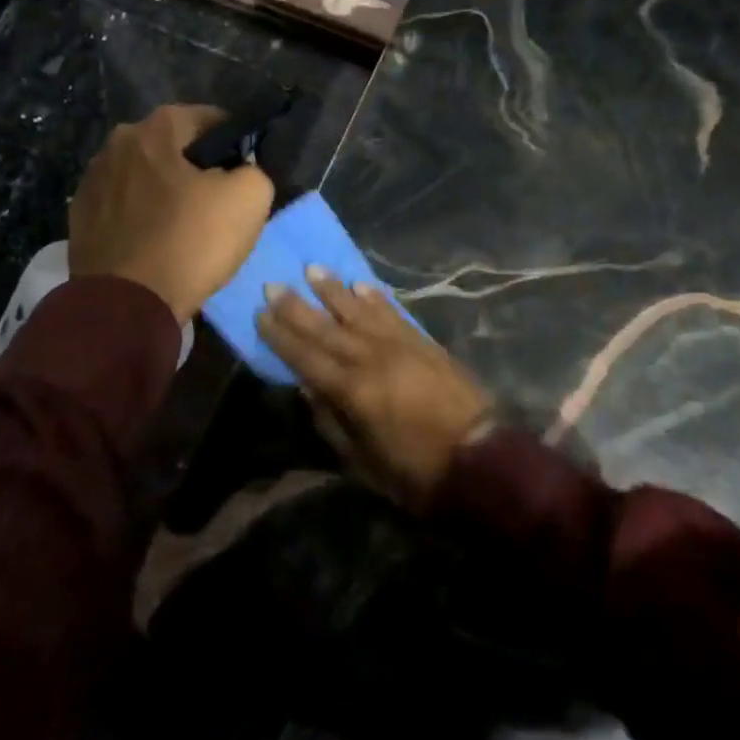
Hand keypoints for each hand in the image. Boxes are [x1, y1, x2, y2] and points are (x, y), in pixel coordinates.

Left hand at [69, 104, 273, 323]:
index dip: (233, 140)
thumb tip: (240, 172)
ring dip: (163, 190)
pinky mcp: (79, 218)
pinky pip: (122, 206)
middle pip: (170, 147)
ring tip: (184, 223)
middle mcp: (116, 144)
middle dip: (194, 165)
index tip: (245, 167)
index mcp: (155, 129)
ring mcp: (91, 181)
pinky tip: (155, 240)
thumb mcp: (250, 199)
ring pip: (143, 176)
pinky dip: (140, 215)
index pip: (207, 118)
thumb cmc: (191, 241)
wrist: (126, 305)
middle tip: (217, 198)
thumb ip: (253, 171)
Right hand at [256, 268, 491, 505]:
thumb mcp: (363, 461)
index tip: (260, 314)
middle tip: (273, 284)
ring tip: (313, 269)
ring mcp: (400, 345)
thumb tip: (306, 388)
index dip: (281, 336)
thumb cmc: (415, 471)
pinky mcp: (423, 342)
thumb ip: (331, 422)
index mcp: (353, 392)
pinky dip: (375, 298)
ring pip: (359, 311)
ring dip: (334, 290)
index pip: (306, 357)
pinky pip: (393, 313)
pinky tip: (361, 285)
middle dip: (297, 306)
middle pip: (327, 327)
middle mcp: (372, 359)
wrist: (479, 458)